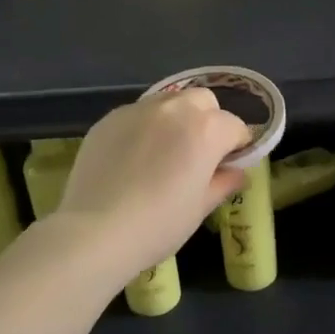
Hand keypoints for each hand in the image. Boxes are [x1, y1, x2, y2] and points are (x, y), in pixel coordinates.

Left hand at [58, 89, 248, 280]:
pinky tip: (134, 158)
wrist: (96, 232)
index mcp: (206, 129)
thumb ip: (224, 182)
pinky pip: (138, 115)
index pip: (236, 127)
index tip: (229, 167)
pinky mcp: (109, 118)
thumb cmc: (160, 224)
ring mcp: (138, 110)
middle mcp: (175, 108)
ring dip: (177, 120)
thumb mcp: (201, 207)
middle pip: (204, 101)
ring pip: (169, 102)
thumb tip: (236, 172)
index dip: (238, 147)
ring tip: (165, 153)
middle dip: (209, 121)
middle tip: (199, 154)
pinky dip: (146, 128)